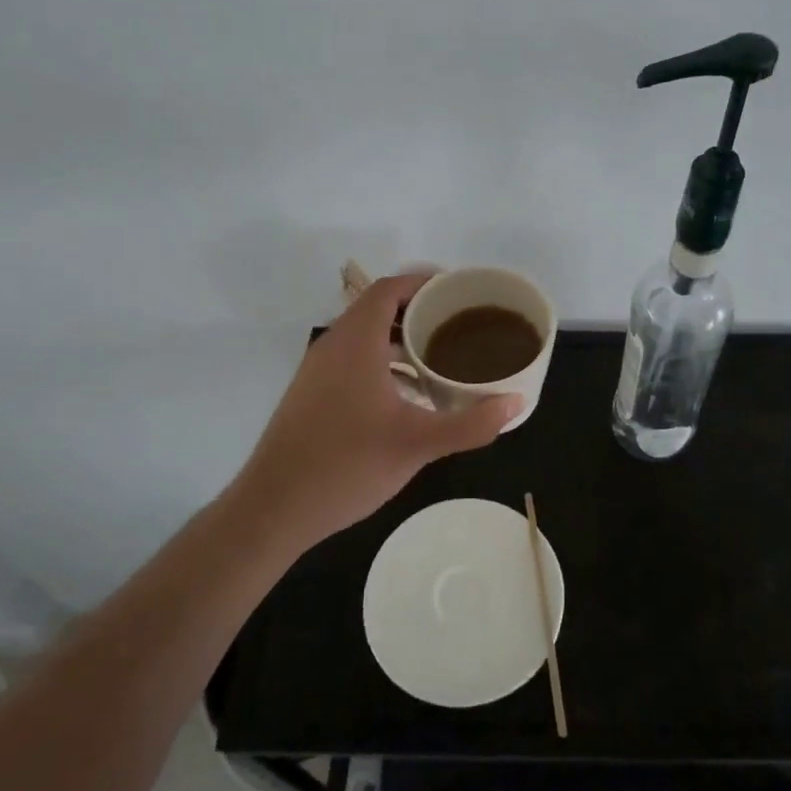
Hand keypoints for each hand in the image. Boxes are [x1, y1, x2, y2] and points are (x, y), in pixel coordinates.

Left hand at [234, 272, 520, 549]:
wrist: (273, 508)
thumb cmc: (347, 465)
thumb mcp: (417, 444)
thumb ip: (470, 423)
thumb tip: (516, 403)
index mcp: (356, 342)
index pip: (390, 289)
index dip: (424, 282)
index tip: (458, 291)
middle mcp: (333, 346)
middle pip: (378, 309)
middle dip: (419, 311)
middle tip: (460, 325)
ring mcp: (317, 370)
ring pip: (364, 337)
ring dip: (401, 339)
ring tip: (441, 357)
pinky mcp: (311, 394)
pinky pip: (353, 360)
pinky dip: (383, 362)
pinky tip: (407, 395)